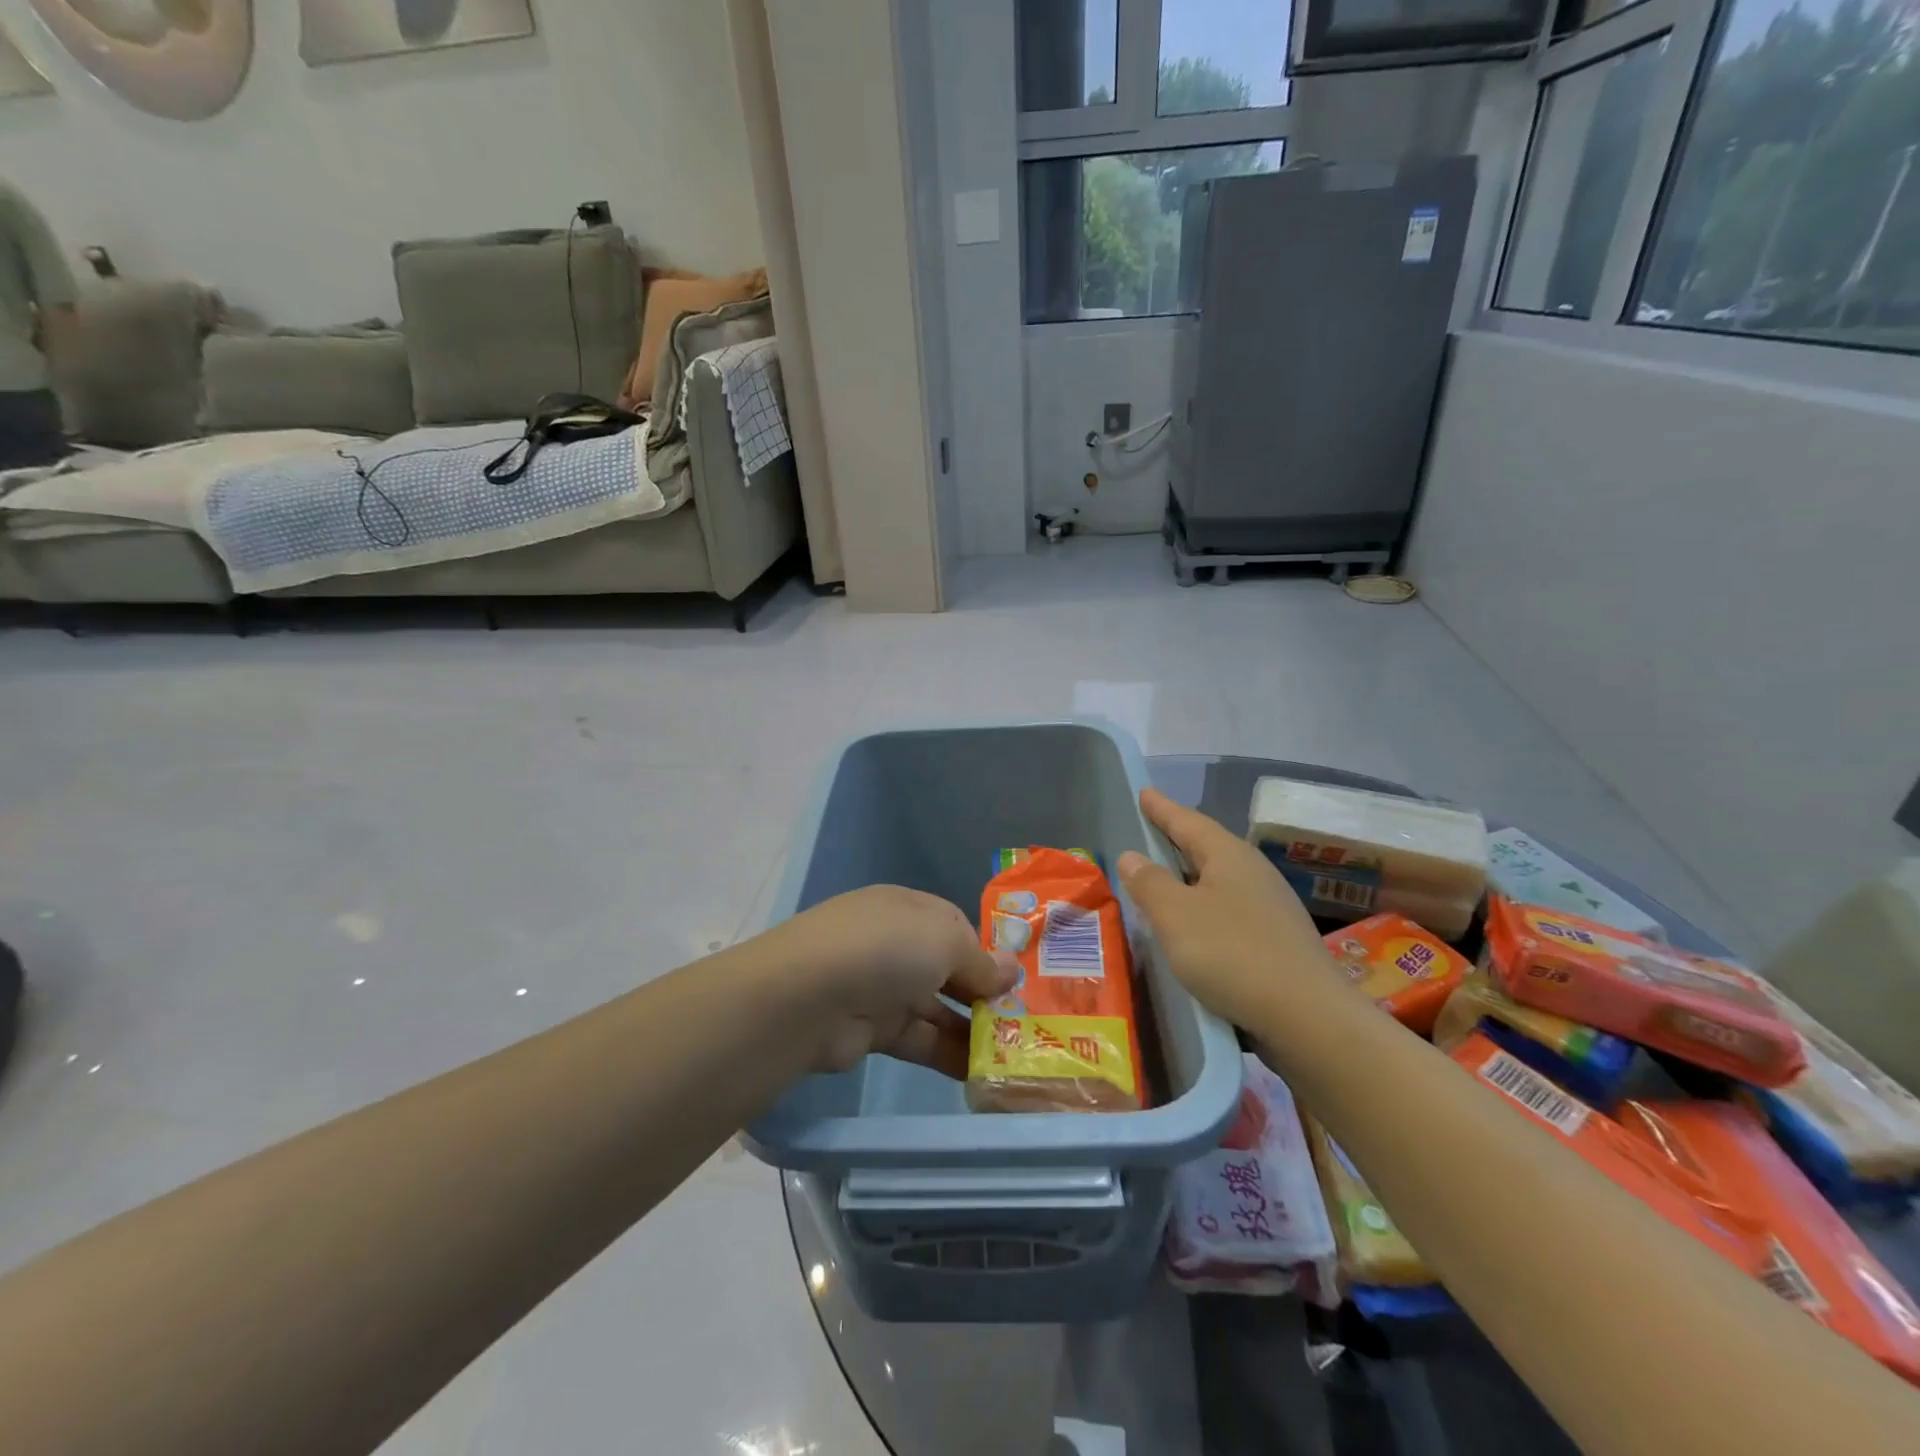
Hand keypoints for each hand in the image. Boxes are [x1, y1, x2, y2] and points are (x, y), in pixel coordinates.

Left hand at [750, 886, 1018, 1077]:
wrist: (806, 998)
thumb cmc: (884, 949)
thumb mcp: (944, 940)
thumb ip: (980, 959)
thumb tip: (1010, 971)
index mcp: (908, 909)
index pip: (955, 927)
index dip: (986, 951)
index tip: (1016, 981)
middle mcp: (894, 944)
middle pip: (947, 968)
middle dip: (982, 993)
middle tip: (1024, 1022)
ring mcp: (881, 987)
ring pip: (936, 1008)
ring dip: (972, 1029)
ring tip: (1013, 1053)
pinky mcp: (872, 1031)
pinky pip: (920, 1039)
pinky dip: (949, 1053)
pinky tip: (982, 1072)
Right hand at [1116, 788, 1329, 1028]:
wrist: (1308, 1018)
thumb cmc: (1232, 954)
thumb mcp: (1175, 916)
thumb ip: (1150, 883)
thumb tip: (1132, 856)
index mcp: (1229, 856)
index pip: (1187, 822)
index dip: (1162, 809)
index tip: (1143, 793)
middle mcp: (1253, 873)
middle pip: (1207, 847)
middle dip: (1177, 839)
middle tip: (1150, 830)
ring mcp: (1270, 907)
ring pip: (1220, 880)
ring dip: (1191, 876)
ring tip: (1165, 878)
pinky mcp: (1277, 940)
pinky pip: (1230, 909)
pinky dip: (1205, 907)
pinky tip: (1195, 926)